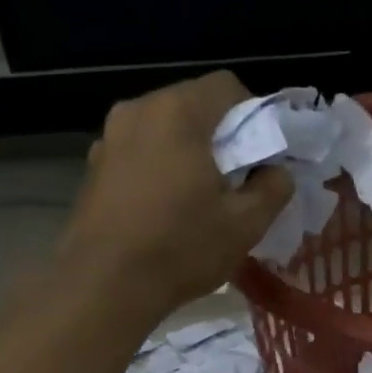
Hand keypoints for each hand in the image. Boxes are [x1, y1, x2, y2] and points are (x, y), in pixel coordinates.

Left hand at [55, 72, 293, 324]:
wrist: (104, 286)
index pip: (227, 86)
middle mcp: (138, 110)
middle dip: (220, 137)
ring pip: (164, 131)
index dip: (254, 117)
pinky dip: (159, 170)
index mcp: (178, 112)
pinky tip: (165, 211)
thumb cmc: (181, 248)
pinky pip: (140, 154)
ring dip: (188, 154)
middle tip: (236, 182)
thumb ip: (273, 188)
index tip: (261, 157)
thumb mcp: (245, 224)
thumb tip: (277, 171)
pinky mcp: (94, 167)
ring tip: (200, 200)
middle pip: (193, 106)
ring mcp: (110, 138)